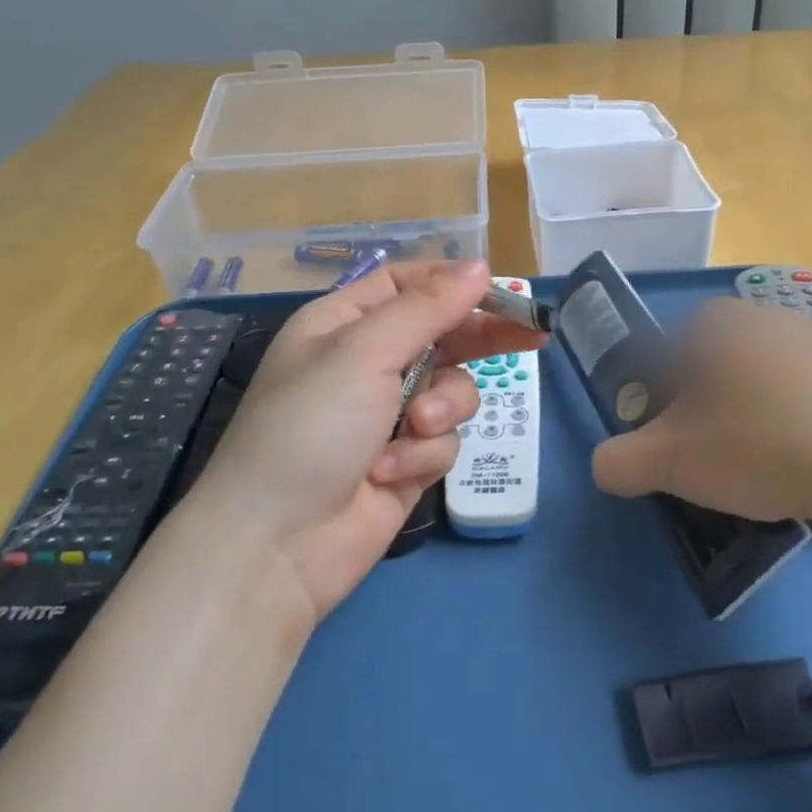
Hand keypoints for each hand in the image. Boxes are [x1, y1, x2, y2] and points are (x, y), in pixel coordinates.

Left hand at [190, 260, 547, 620]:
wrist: (277, 546)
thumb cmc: (311, 427)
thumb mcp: (364, 352)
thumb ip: (427, 308)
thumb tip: (479, 266)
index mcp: (345, 323)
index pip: (408, 284)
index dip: (453, 283)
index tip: (502, 290)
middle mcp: (368, 362)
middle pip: (442, 333)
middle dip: (480, 339)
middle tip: (534, 337)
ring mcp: (388, 413)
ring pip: (451, 389)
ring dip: (440, 409)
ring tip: (413, 429)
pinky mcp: (406, 459)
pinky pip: (442, 439)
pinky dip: (422, 454)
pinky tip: (389, 473)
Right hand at [591, 297, 811, 531]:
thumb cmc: (756, 445)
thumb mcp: (669, 461)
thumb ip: (620, 461)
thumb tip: (603, 467)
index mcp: (713, 322)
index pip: (666, 356)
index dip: (661, 404)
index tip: (675, 445)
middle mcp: (765, 316)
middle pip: (716, 367)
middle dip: (709, 410)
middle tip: (716, 461)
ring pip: (766, 381)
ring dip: (757, 417)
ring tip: (768, 470)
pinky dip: (803, 425)